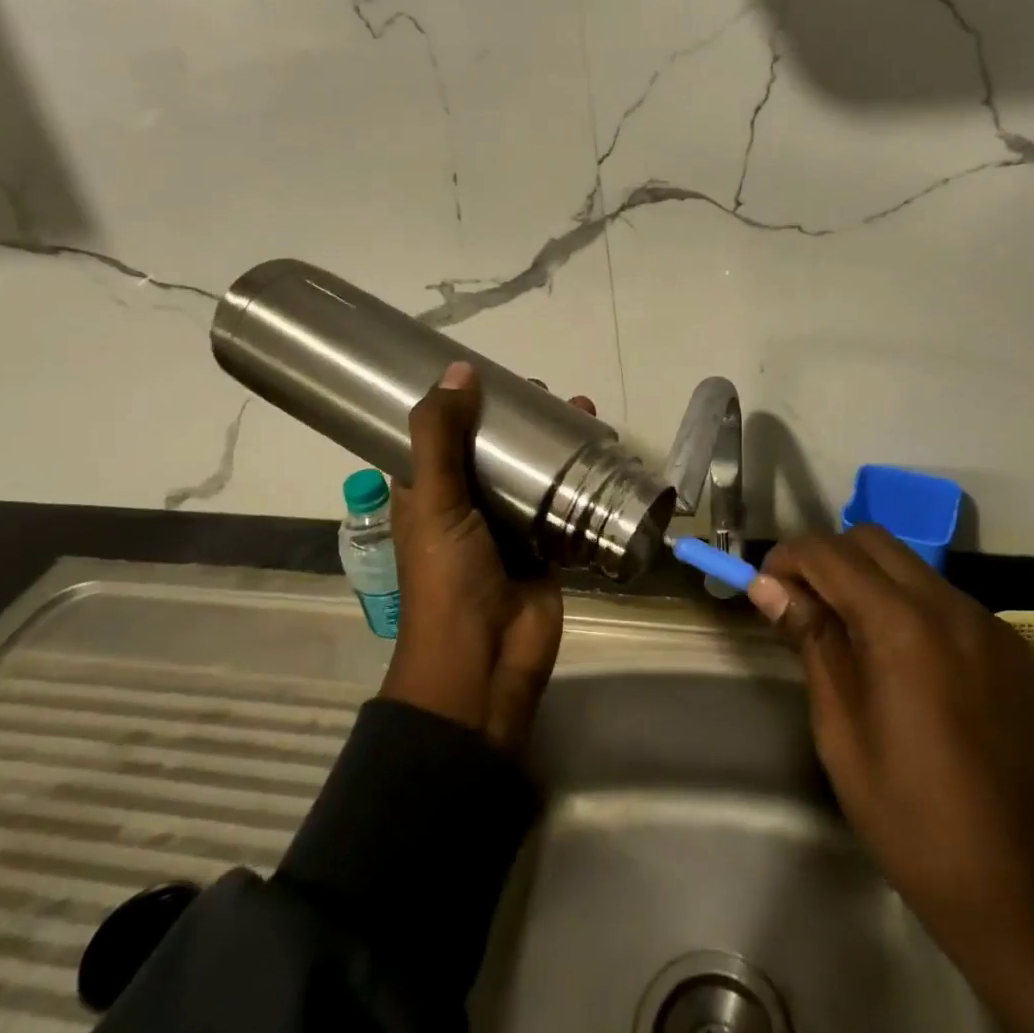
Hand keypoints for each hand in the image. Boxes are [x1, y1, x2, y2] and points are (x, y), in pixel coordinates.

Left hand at [379, 361, 591, 756]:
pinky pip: (564, 502)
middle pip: (496, 448)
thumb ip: (441, 437)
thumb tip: (459, 369)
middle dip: (523, 419)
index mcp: (428, 491)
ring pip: (533, 471)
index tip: (493, 372)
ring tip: (585, 412)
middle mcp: (467, 502)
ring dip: (556, 443)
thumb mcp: (434, 501)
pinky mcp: (546, 544)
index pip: (442, 433)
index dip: (464, 402)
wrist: (484, 663)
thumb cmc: (447, 578)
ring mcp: (509, 524)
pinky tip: (605, 453)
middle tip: (550, 392)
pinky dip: (582, 478)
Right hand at [752, 528, 1033, 1032]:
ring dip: (871, 581)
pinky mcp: (1013, 648)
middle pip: (874, 541)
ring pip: (913, 567)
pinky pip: (948, 601)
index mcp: (903, 625)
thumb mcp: (839, 726)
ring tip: (852, 636)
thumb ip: (810, 639)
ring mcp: (991, 624)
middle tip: (804, 605)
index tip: (766, 586)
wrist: (1016, 886)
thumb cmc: (907, 812)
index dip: (788, 558)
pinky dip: (912, 608)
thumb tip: (768, 585)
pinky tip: (906, 663)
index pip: (831, 553)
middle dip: (829, 559)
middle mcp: (952, 607)